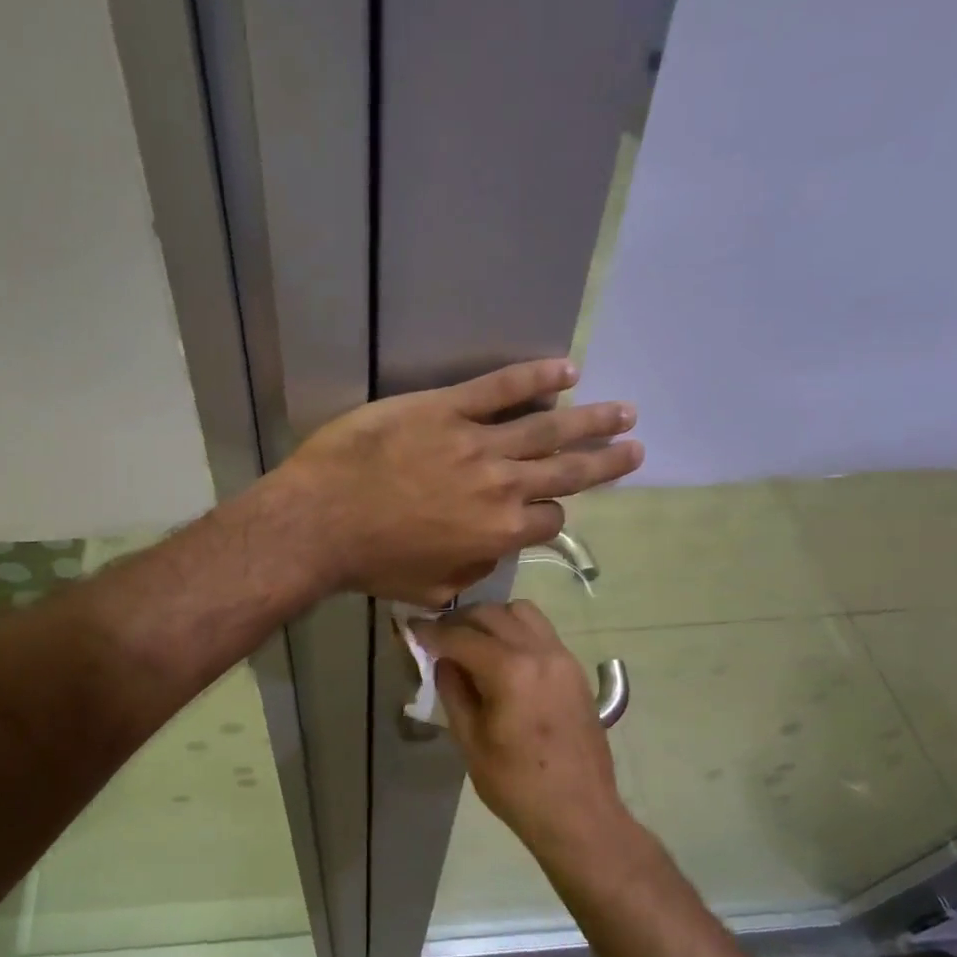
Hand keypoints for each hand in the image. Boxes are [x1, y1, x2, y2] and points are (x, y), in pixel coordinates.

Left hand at [276, 359, 641, 604]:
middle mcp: (503, 485)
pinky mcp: (446, 408)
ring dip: (591, 419)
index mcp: (501, 532)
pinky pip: (500, 388)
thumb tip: (491, 550)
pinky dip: (536, 377)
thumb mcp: (432, 588)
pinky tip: (566, 368)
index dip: (554, 515)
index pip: (549, 520)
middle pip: (567, 470)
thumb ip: (473, 569)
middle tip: (636, 448)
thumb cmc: (372, 564)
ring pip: (548, 427)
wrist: (321, 522)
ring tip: (623, 411)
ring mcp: (477, 442)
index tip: (551, 508)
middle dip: (605, 460)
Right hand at [413, 600, 631, 849]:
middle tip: (437, 637)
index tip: (411, 628)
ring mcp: (563, 658)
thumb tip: (442, 661)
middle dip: (459, 621)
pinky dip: (516, 631)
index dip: (431, 631)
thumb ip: (453, 691)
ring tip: (472, 641)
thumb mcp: (470, 741)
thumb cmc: (517, 786)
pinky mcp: (575, 670)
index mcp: (511, 671)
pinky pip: (541, 631)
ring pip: (521, 613)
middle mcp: (540, 652)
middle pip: (492, 615)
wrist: (579, 814)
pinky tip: (501, 657)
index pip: (461, 636)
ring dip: (491, 619)